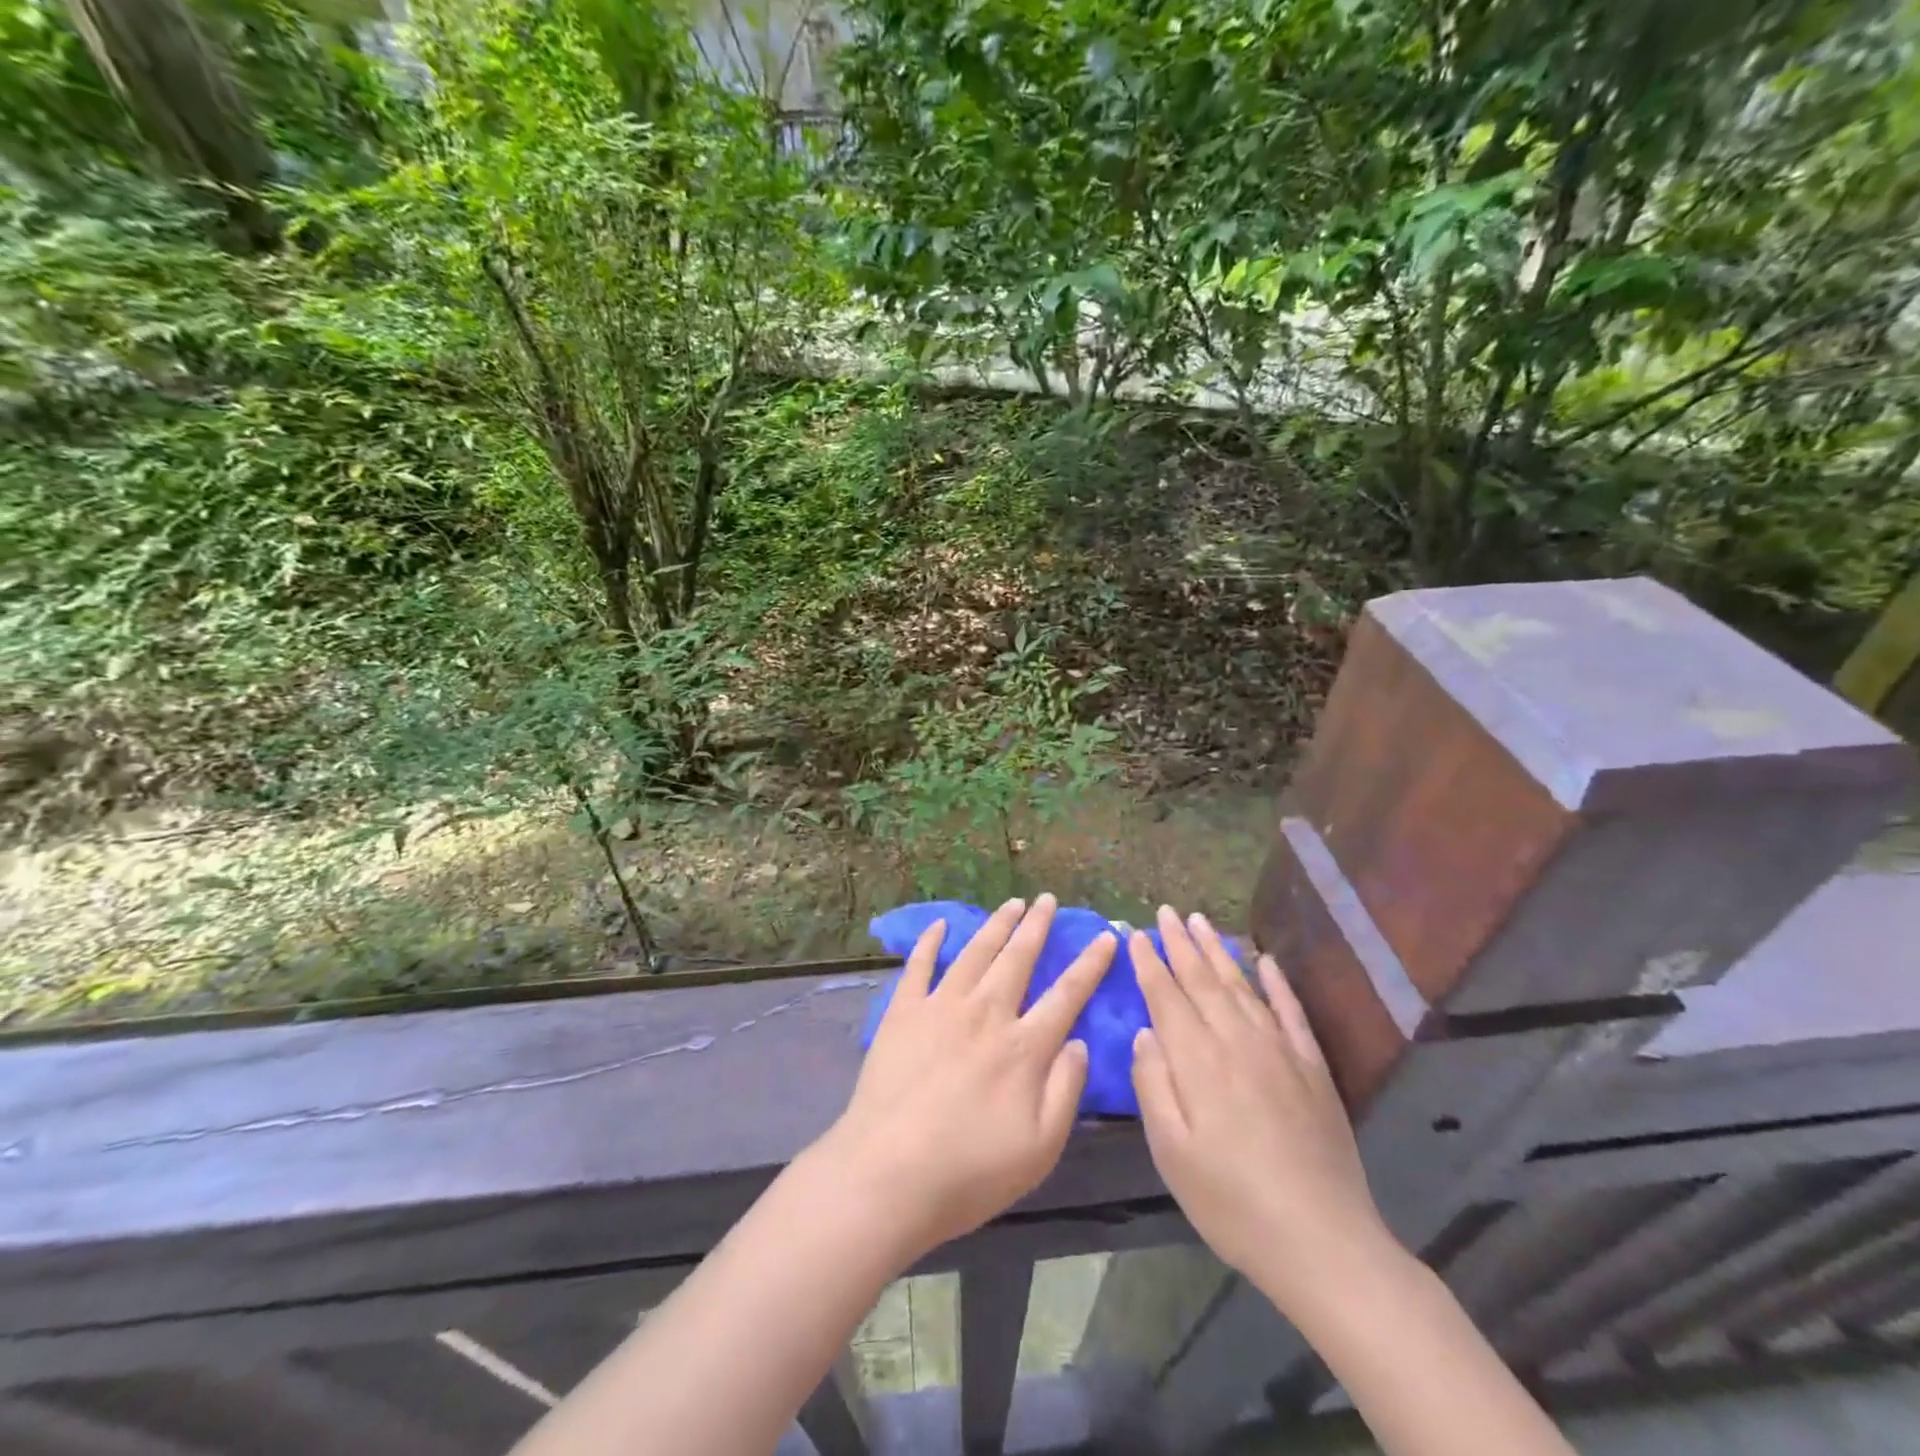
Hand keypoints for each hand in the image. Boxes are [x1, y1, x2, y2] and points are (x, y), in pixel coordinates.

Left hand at [815, 893, 1114, 1262]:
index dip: (1090, 964)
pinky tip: (940, 925)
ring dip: (996, 924)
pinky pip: (919, 965)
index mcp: (1023, 1046)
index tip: (1106, 936)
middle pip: (1018, 958)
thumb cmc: (970, 1171)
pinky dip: (930, 942)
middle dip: (1037, 926)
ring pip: (975, 952)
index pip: (1067, 994)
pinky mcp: (903, 1012)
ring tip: (1011, 902)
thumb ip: (1065, 1090)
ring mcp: (941, 1007)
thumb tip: (1079, 1042)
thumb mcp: (1040, 1148)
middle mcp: (986, 1013)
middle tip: (1048, 899)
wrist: (888, 1174)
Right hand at [1129, 907, 1392, 1310]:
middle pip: (1203, 980)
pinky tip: (1266, 960)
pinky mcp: (1312, 1067)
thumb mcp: (1171, 1152)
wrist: (1322, 1241)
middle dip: (1180, 943)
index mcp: (1198, 1061)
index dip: (1149, 963)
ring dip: (1219, 951)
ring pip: (1242, 985)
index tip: (1134, 933)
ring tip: (1202, 921)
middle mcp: (1237, 1041)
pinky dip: (1276, 982)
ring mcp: (1279, 1050)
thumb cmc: (1231, 1201)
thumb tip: (1145, 1033)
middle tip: (1166, 911)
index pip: (1166, 996)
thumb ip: (1152, 1085)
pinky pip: (1290, 1011)